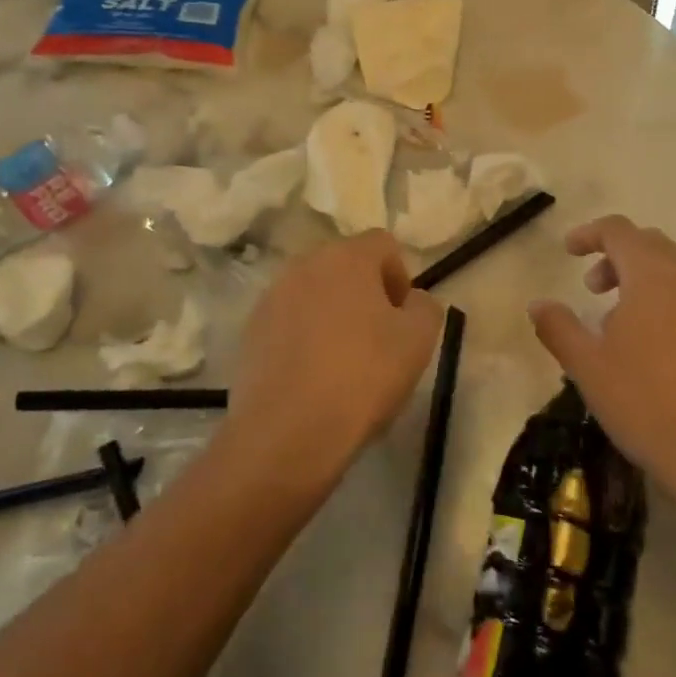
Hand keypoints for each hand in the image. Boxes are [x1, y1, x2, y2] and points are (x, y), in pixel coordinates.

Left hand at [226, 230, 444, 493]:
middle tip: (378, 339)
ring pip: (315, 293)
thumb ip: (425, 307)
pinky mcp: (251, 329)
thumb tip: (411, 300)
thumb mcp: (418, 341)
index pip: (383, 244)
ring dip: (333, 314)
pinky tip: (313, 376)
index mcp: (347, 256)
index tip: (402, 318)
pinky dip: (304, 337)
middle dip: (365, 294)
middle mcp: (305, 264)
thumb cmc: (363, 377)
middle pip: (346, 266)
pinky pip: (289, 320)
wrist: (287, 432)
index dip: (400, 276)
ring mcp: (272, 296)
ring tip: (343, 362)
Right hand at [528, 215, 675, 529]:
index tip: (569, 251)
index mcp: (653, 277)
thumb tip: (538, 304)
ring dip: (646, 282)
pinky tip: (660, 351)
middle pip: (652, 246)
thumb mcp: (588, 367)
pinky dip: (672, 306)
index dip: (590, 234)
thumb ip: (559, 327)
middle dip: (618, 256)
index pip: (620, 231)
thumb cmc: (647, 404)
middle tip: (593, 288)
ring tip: (622, 324)